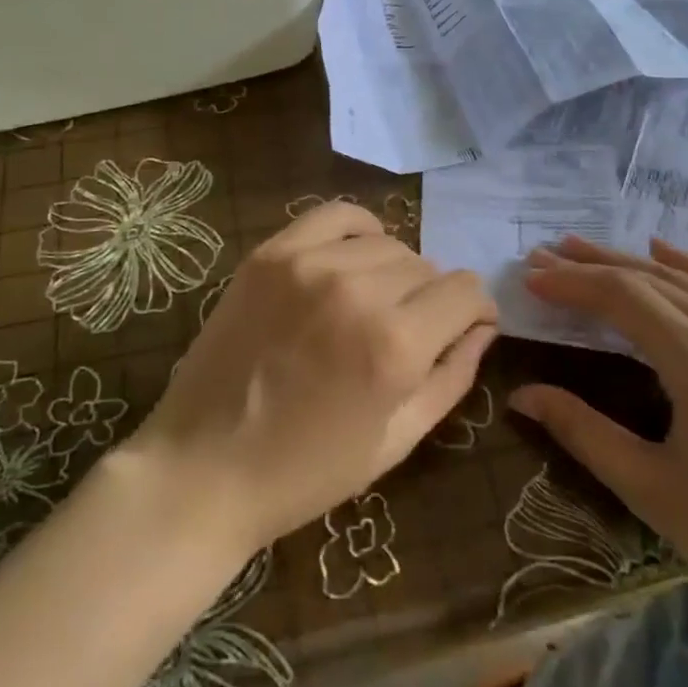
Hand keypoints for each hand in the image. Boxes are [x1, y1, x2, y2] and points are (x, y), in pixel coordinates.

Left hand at [123, 202, 496, 553]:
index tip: (464, 327)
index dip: (474, 311)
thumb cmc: (307, 471)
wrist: (204, 466)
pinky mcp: (272, 253)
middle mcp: (359, 292)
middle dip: (430, 300)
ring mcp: (310, 264)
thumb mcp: (398, 441)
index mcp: (396, 347)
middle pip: (427, 267)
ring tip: (371, 303)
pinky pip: (336, 215)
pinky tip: (351, 258)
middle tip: (405, 332)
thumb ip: (452, 376)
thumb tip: (483, 327)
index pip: (466, 291)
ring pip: (387, 243)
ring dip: (393, 272)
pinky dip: (357, 231)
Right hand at [512, 236, 687, 662]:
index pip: (622, 297)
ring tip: (587, 250)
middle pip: (651, 279)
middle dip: (592, 264)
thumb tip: (521, 394)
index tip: (530, 277)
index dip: (572, 283)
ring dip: (632, 261)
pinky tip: (666, 255)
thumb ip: (582, 431)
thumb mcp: (652, 490)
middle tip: (544, 253)